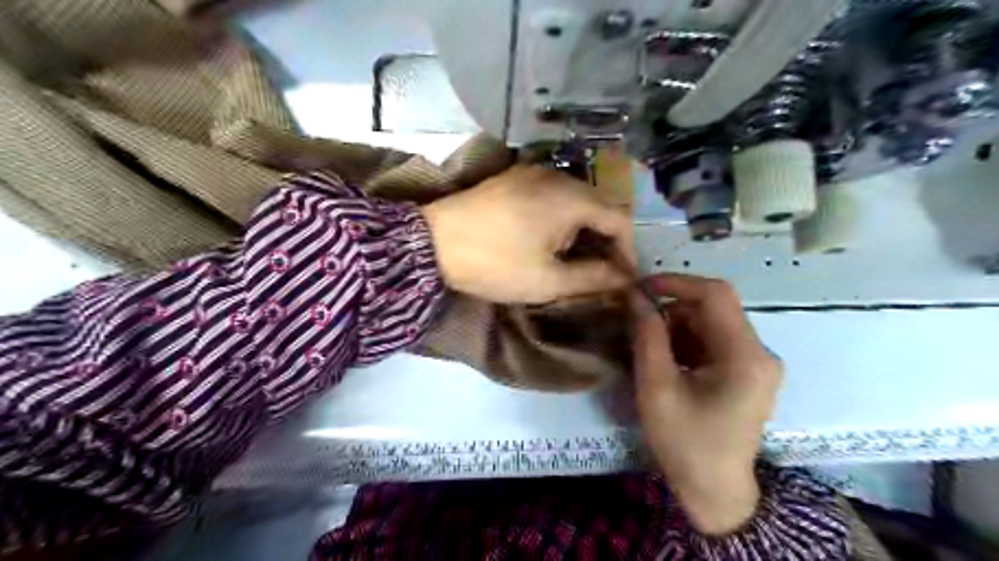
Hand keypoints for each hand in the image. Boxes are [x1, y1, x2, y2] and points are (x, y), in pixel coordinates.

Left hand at [421, 164, 630, 303]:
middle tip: (600, 274)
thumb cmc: (494, 263)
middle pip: (599, 207)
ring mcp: (533, 173)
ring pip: (576, 202)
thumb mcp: (547, 280)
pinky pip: (552, 197)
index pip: (620, 220)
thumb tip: (623, 279)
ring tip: (574, 262)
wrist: (430, 242)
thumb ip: (593, 278)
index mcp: (572, 198)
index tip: (623, 280)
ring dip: (583, 232)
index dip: (628, 251)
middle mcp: (558, 176)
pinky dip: (562, 220)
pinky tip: (549, 241)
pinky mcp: (513, 178)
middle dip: (605, 243)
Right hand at [630, 274, 780, 537]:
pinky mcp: (747, 373)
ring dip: (677, 327)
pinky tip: (667, 362)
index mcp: (745, 356)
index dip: (676, 283)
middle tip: (638, 324)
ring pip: (712, 323)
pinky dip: (687, 342)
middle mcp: (760, 353)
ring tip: (649, 348)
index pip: (716, 295)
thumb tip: (637, 297)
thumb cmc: (685, 442)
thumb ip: (648, 337)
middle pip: (714, 309)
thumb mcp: (657, 387)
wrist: (714, 491)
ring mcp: (756, 363)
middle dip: (673, 310)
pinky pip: (714, 341)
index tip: (640, 289)